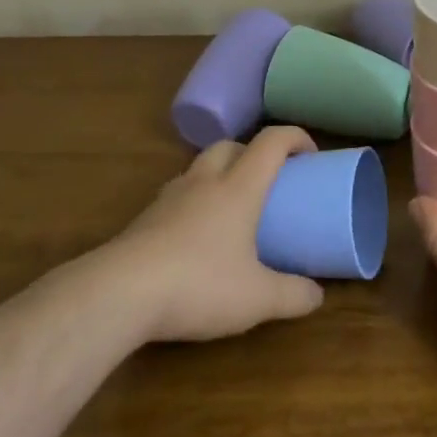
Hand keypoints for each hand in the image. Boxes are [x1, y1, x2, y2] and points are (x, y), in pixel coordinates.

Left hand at [109, 127, 325, 342]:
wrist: (118, 293)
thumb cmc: (199, 284)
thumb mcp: (256, 298)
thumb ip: (292, 296)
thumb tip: (318, 297)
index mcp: (239, 187)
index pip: (271, 142)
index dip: (295, 138)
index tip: (311, 155)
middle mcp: (204, 181)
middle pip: (230, 145)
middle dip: (253, 153)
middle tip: (268, 180)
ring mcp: (170, 197)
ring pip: (199, 166)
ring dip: (220, 173)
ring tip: (231, 205)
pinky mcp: (144, 219)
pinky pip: (177, 194)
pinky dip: (193, 200)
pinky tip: (195, 235)